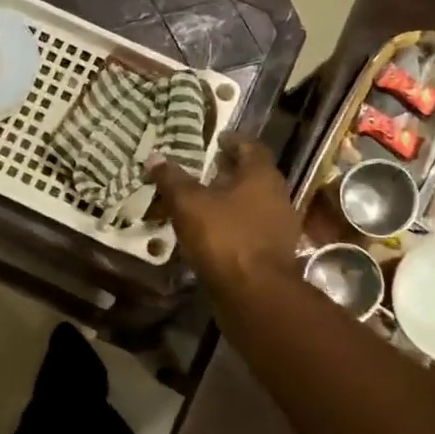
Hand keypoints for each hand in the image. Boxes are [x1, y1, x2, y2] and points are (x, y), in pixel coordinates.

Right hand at [147, 140, 300, 293]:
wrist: (255, 294)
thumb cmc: (224, 238)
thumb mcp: (189, 204)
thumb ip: (172, 180)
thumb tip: (154, 157)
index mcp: (262, 176)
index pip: (252, 147)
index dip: (233, 141)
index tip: (217, 139)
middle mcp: (278, 196)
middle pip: (255, 176)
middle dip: (231, 171)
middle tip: (207, 169)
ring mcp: (280, 226)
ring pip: (255, 203)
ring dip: (233, 200)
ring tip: (205, 202)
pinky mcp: (274, 253)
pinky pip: (252, 228)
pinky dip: (235, 225)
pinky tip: (214, 232)